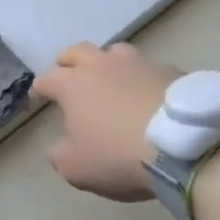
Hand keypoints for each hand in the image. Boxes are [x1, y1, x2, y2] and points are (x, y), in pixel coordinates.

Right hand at [34, 42, 181, 201]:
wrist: (182, 146)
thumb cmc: (118, 155)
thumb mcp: (77, 168)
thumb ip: (60, 155)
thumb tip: (57, 146)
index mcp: (73, 84)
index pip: (47, 79)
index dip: (39, 89)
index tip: (37, 98)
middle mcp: (102, 65)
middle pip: (77, 51)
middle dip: (68, 61)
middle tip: (67, 74)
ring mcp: (137, 64)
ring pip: (114, 51)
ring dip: (107, 62)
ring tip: (110, 77)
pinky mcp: (169, 70)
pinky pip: (148, 68)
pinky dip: (142, 77)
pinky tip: (148, 92)